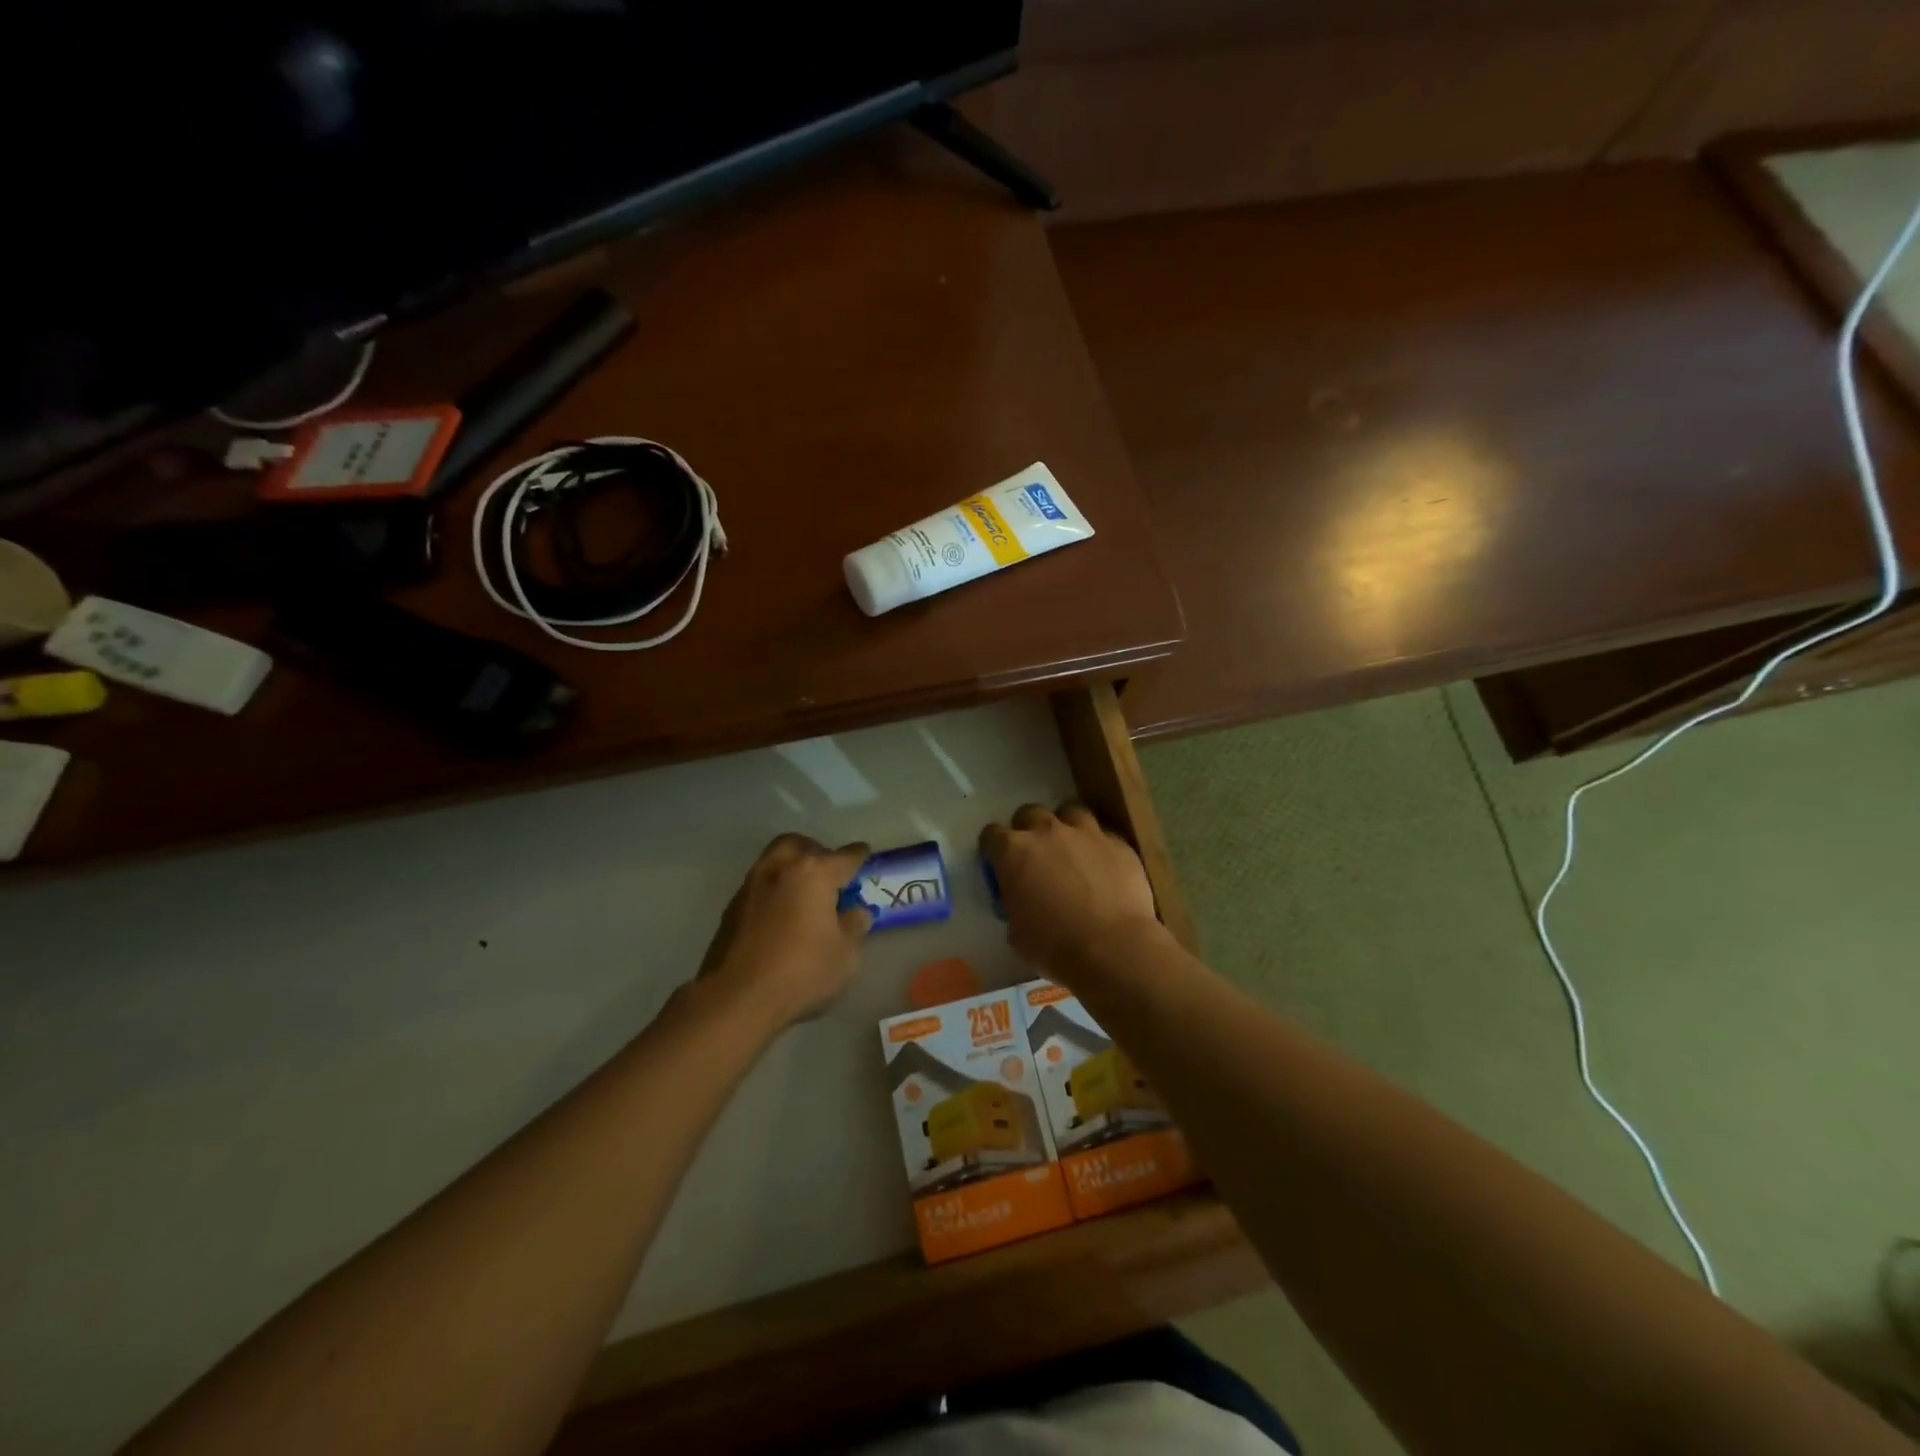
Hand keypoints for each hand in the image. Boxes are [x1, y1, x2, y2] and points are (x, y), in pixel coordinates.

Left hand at [699, 834, 872, 1027]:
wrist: (735, 998)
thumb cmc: (801, 972)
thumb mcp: (845, 955)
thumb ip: (854, 926)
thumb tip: (857, 911)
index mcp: (814, 873)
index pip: (844, 857)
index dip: (858, 855)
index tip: (864, 854)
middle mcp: (780, 868)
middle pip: (801, 845)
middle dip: (817, 852)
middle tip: (829, 874)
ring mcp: (752, 885)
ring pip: (776, 860)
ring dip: (792, 868)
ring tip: (805, 894)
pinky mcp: (732, 906)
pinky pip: (760, 885)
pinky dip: (775, 890)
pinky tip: (781, 914)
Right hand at [979, 802, 1161, 980]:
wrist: (1112, 949)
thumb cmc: (1053, 946)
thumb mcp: (1015, 931)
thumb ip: (1014, 902)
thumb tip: (1022, 898)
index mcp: (1013, 852)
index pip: (991, 835)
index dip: (994, 849)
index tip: (999, 864)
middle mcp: (1047, 831)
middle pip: (1029, 813)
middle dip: (1028, 829)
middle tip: (1035, 855)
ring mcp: (1086, 833)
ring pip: (1070, 812)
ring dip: (1066, 826)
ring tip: (1071, 848)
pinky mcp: (1118, 843)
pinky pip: (1104, 834)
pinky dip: (1099, 846)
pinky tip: (1103, 865)